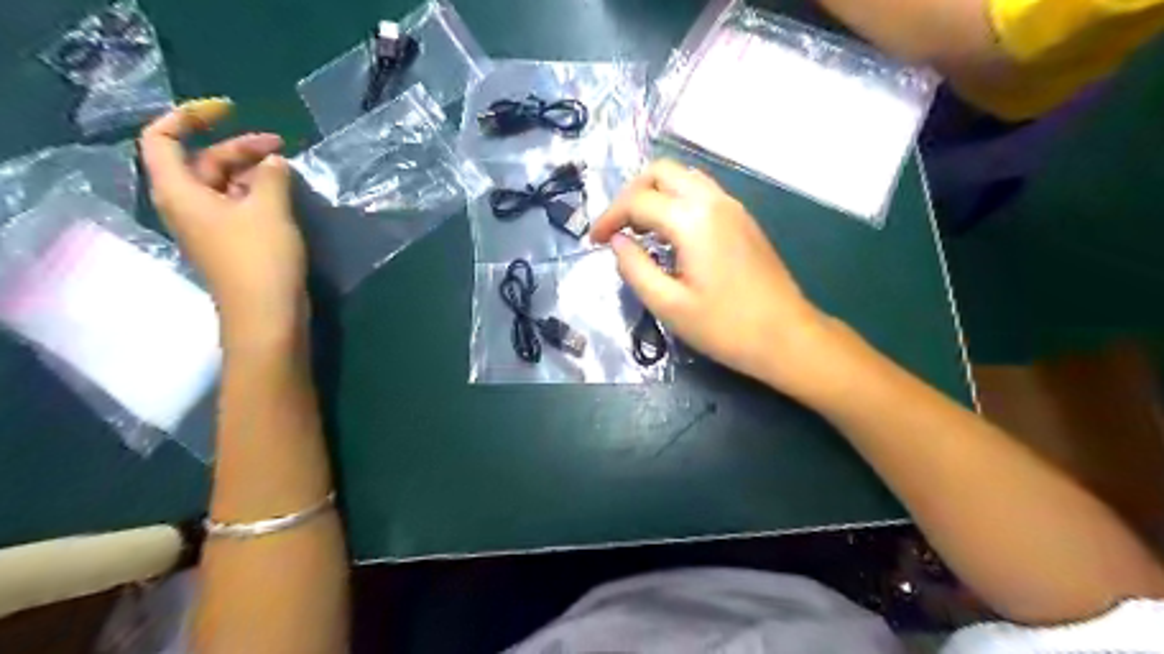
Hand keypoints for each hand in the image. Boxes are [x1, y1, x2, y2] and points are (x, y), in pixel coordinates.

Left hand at [138, 96, 308, 349]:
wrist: (267, 314)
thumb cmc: (260, 258)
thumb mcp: (268, 208)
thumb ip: (271, 176)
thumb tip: (274, 163)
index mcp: (180, 191)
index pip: (161, 138)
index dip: (190, 116)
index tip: (231, 111)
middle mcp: (188, 206)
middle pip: (202, 161)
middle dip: (239, 148)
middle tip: (282, 146)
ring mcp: (211, 227)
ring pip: (225, 185)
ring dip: (253, 172)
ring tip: (289, 171)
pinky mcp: (233, 243)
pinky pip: (239, 206)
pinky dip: (259, 194)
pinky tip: (286, 196)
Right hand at [594, 159, 843, 393]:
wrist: (786, 336)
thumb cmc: (725, 326)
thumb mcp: (668, 305)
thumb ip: (635, 268)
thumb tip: (617, 243)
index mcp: (692, 220)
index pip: (637, 202)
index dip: (609, 218)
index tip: (593, 241)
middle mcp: (713, 200)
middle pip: (661, 172)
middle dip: (630, 194)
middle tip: (616, 227)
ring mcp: (733, 206)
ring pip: (684, 177)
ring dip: (655, 193)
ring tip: (639, 228)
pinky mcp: (743, 219)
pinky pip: (702, 191)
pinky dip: (676, 199)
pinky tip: (670, 232)